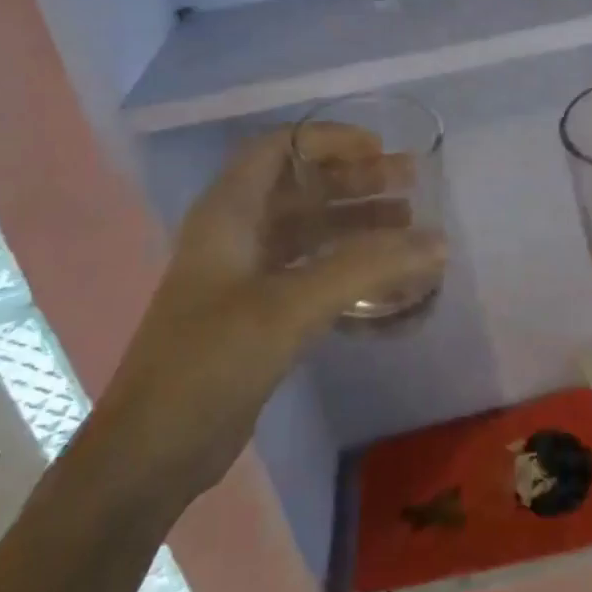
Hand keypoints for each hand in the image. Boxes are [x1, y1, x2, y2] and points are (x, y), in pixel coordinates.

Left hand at [91, 125, 445, 511]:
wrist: (153, 452)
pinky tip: (383, 272)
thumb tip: (437, 241)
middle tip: (409, 181)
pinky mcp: (258, 311)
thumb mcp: (289, 305)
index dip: (328, 139)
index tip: (378, 149)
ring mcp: (246, 274)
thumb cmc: (211, 361)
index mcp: (228, 213)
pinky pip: (311, 267)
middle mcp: (236, 234)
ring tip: (409, 220)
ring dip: (356, 219)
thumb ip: (366, 268)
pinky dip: (348, 261)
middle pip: (301, 186)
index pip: (279, 147)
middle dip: (355, 179)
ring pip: (310, 228)